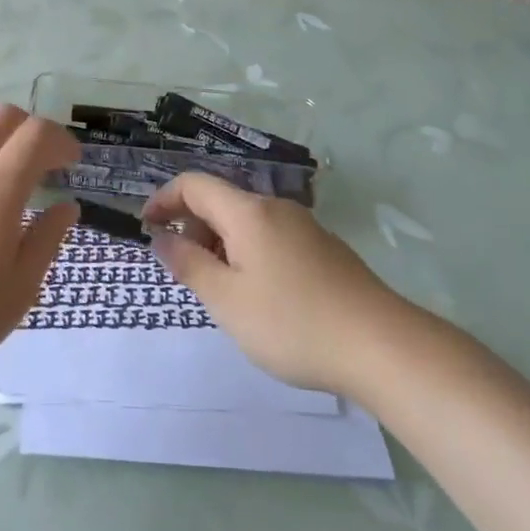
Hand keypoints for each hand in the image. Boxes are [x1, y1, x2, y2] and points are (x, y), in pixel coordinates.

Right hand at [144, 174, 411, 397]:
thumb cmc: (292, 323)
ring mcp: (304, 227)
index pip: (194, 184)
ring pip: (247, 222)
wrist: (382, 346)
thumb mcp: (227, 300)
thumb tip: (161, 238)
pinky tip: (260, 297)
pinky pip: (271, 238)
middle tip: (185, 273)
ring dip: (221, 244)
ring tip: (221, 292)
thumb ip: (189, 265)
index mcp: (248, 212)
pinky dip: (248, 254)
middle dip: (192, 227)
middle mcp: (276, 208)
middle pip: (221, 201)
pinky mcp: (324, 249)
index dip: (163, 200)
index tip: (147, 229)